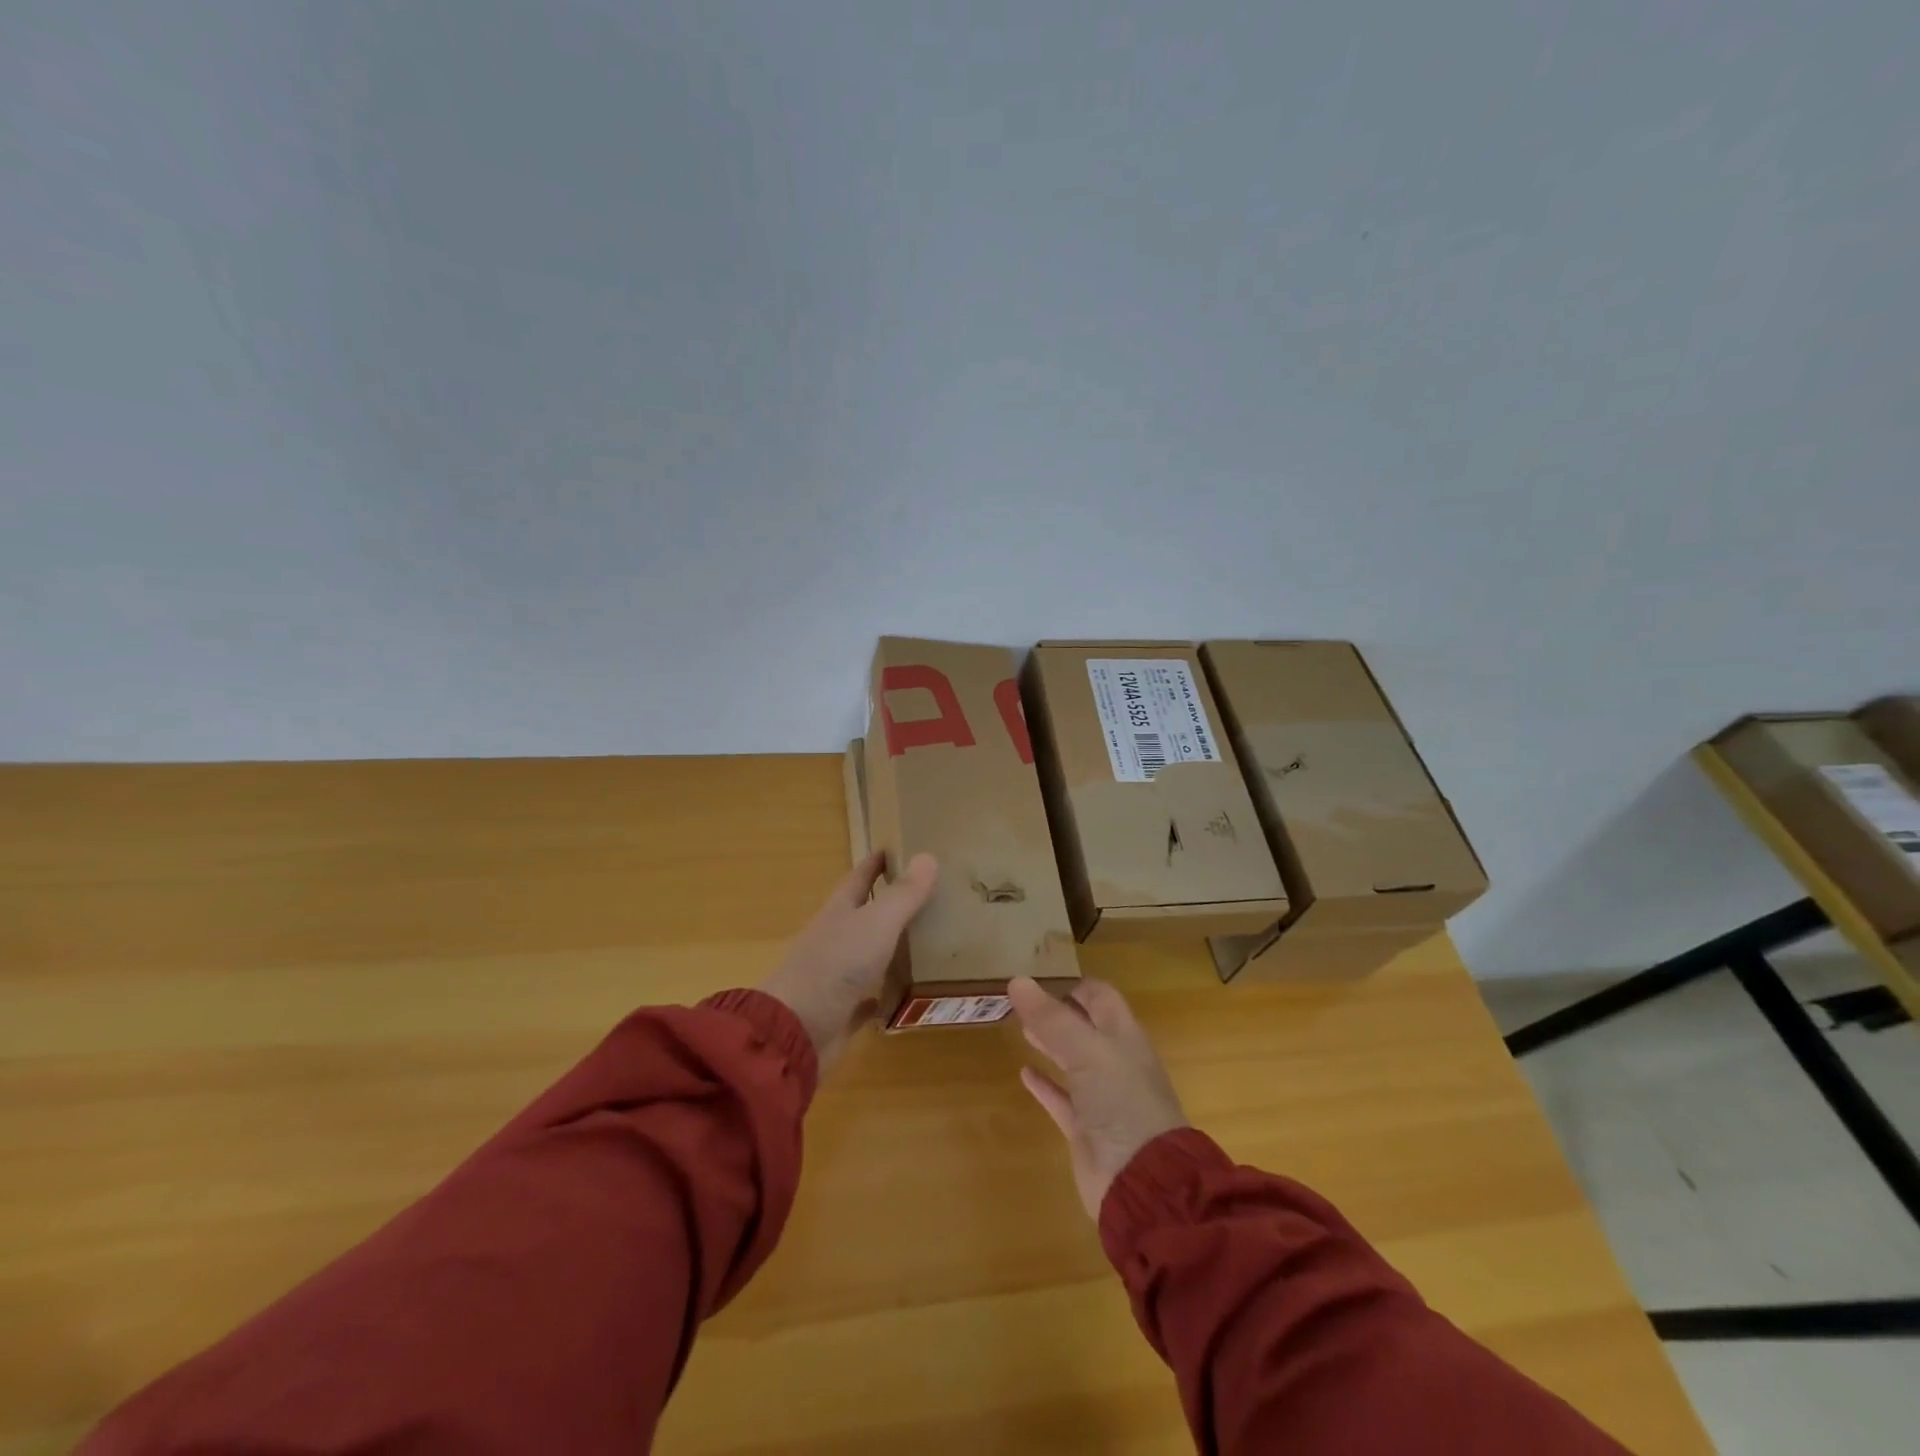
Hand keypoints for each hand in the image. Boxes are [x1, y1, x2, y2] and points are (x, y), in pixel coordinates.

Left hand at [759, 851, 937, 1069]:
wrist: (797, 1030)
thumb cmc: (836, 965)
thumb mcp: (876, 923)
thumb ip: (903, 894)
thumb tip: (928, 856)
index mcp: (839, 911)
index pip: (858, 878)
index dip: (875, 863)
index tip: (896, 849)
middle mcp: (835, 939)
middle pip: (862, 914)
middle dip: (887, 902)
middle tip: (925, 895)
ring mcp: (834, 976)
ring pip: (866, 954)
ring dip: (888, 946)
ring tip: (925, 940)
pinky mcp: (840, 1012)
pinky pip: (866, 999)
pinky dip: (882, 993)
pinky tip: (903, 993)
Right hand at [1010, 976, 1188, 1219]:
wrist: (1143, 1182)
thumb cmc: (1122, 1102)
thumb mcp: (1087, 1051)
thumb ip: (1051, 1019)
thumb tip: (1016, 981)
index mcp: (1123, 1036)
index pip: (1100, 997)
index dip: (1073, 985)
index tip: (1038, 978)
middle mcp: (1114, 1062)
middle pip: (1085, 1026)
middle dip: (1056, 1012)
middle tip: (1021, 1000)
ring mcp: (1101, 1097)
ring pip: (1072, 1060)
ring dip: (1049, 1043)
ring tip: (1020, 1027)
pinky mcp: (1086, 1129)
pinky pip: (1062, 1099)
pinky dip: (1044, 1085)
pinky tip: (1024, 1073)